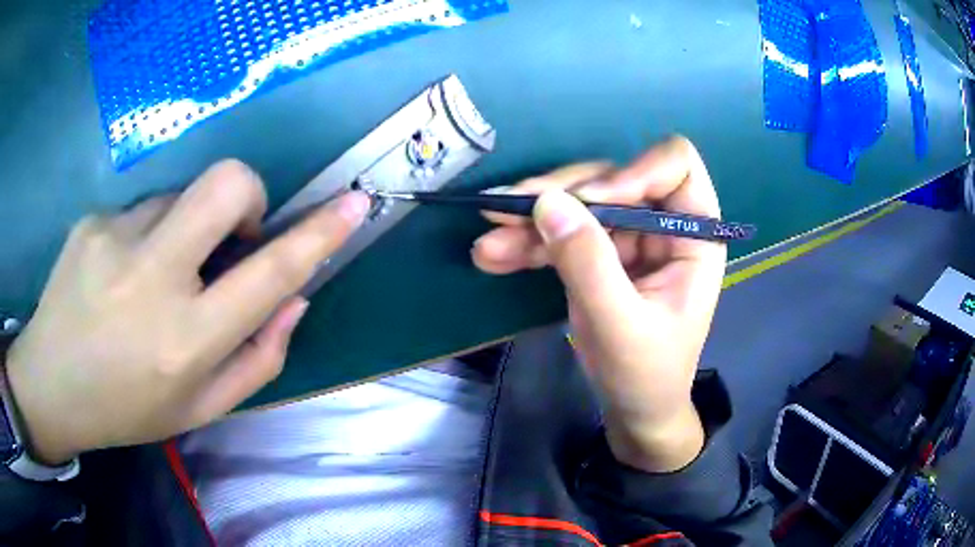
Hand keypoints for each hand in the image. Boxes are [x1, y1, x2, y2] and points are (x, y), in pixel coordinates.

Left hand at [5, 160, 370, 464]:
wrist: (50, 386)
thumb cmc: (127, 408)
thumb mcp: (199, 408)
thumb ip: (257, 358)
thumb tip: (294, 298)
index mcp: (185, 342)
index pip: (268, 275)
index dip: (317, 235)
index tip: (354, 204)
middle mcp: (150, 280)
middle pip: (224, 186)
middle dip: (247, 195)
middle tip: (230, 232)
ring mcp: (114, 239)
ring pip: (178, 196)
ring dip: (182, 229)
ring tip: (151, 275)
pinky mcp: (91, 221)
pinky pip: (140, 209)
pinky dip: (145, 235)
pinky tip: (117, 275)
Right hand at [472, 137, 725, 471]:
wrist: (634, 409)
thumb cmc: (646, 374)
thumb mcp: (620, 325)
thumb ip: (588, 264)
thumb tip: (548, 202)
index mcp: (693, 234)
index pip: (676, 166)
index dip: (633, 171)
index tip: (589, 201)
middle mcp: (663, 224)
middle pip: (612, 178)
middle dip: (560, 195)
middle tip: (506, 209)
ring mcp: (628, 237)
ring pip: (579, 204)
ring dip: (531, 220)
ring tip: (488, 243)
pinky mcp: (598, 253)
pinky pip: (562, 233)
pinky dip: (528, 242)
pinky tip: (493, 255)